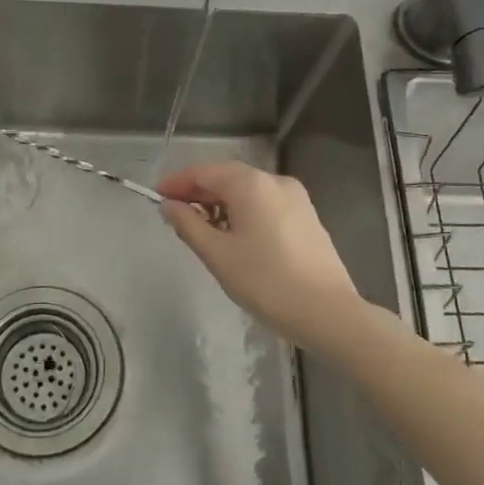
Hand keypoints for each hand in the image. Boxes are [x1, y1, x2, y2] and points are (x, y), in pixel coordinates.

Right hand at [158, 161, 358, 352]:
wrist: (327, 312)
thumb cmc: (266, 282)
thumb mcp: (218, 255)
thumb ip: (188, 225)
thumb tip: (169, 206)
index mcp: (250, 184)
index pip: (204, 172)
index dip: (177, 182)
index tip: (156, 196)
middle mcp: (274, 181)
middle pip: (227, 177)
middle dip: (198, 192)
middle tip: (174, 213)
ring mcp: (295, 198)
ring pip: (247, 191)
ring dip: (220, 202)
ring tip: (201, 228)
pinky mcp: (306, 217)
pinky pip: (265, 203)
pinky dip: (243, 211)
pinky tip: (233, 235)